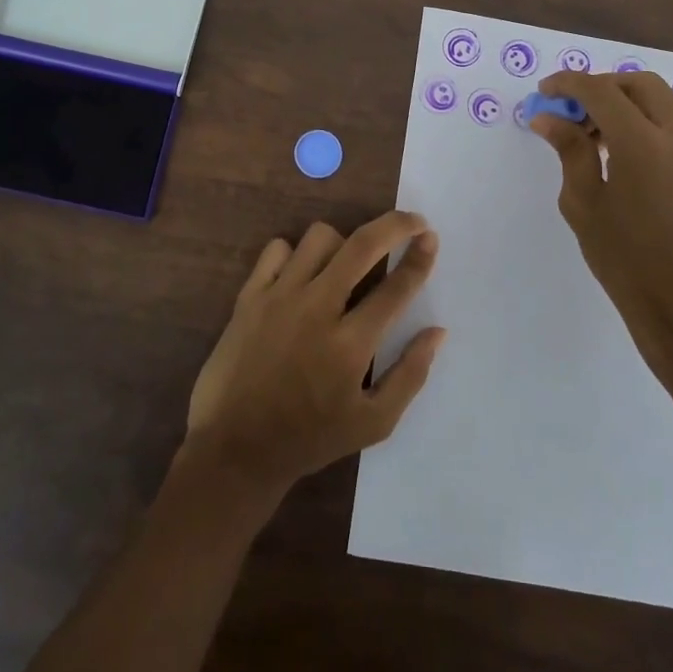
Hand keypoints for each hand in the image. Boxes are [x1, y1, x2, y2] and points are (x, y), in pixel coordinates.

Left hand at [184, 213, 446, 498]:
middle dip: (394, 225)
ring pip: (319, 237)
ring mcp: (279, 297)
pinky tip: (301, 276)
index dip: (421, 256)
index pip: (396, 286)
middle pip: (362, 245)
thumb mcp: (372, 424)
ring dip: (343, 243)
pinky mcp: (249, 295)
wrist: (234, 448)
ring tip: (347, 264)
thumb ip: (410, 375)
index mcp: (350, 344)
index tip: (431, 237)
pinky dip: (295, 254)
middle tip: (411, 223)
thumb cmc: (309, 438)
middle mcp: (316, 309)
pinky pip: (277, 248)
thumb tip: (438, 331)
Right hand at [531, 70, 672, 386]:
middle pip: (638, 84)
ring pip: (658, 100)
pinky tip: (614, 149)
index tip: (543, 92)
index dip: (568, 84)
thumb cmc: (626, 259)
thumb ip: (569, 150)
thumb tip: (548, 117)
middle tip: (569, 109)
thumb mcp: (584, 203)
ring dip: (621, 102)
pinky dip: (640, 120)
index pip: (601, 91)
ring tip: (587, 133)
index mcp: (644, 143)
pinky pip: (670, 123)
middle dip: (600, 86)